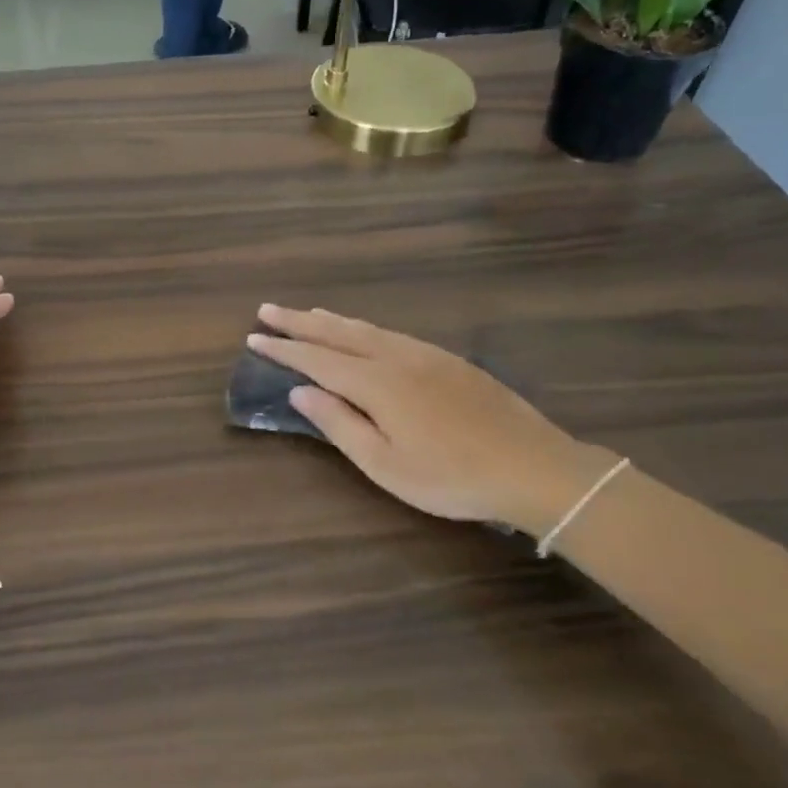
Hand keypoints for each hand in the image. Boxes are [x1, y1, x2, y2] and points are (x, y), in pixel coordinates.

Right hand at [249, 304, 614, 535]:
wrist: (534, 467)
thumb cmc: (452, 477)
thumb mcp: (385, 464)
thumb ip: (340, 424)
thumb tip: (301, 392)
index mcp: (377, 383)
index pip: (317, 359)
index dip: (283, 348)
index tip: (254, 337)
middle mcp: (396, 357)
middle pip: (337, 333)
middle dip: (299, 321)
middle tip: (267, 309)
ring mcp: (425, 354)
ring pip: (366, 328)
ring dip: (330, 320)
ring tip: (307, 313)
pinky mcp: (448, 359)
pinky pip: (391, 333)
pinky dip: (363, 327)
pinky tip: (361, 331)